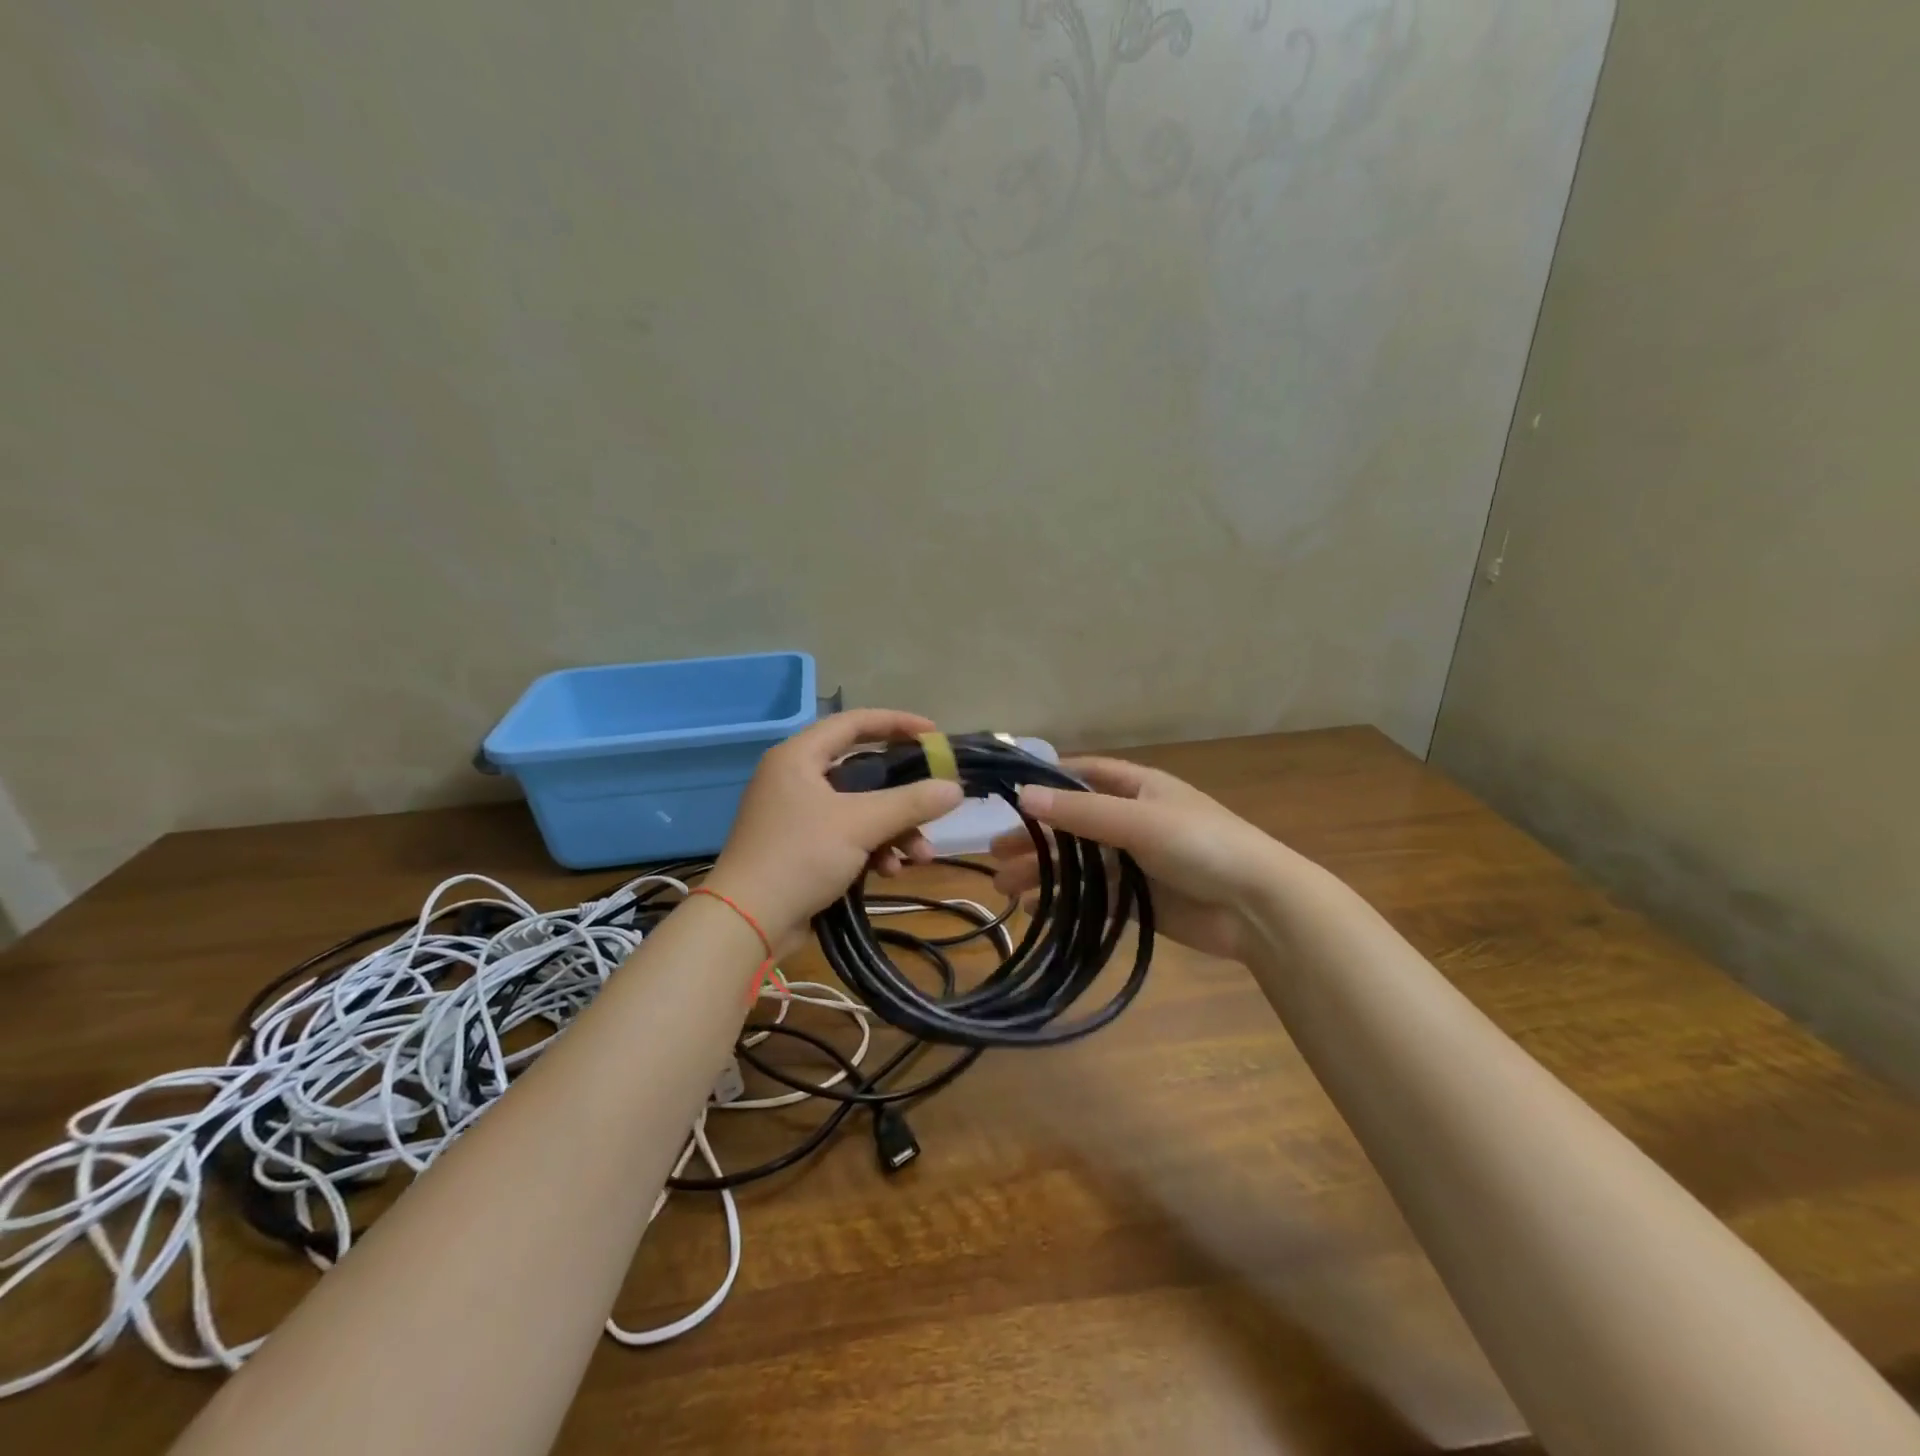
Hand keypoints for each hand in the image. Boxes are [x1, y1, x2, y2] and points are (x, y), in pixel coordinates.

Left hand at [707, 710, 963, 950]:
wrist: (745, 923)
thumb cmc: (800, 857)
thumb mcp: (860, 825)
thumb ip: (910, 803)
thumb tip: (956, 789)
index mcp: (799, 756)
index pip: (854, 723)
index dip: (897, 724)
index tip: (934, 734)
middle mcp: (796, 778)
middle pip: (863, 771)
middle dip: (903, 796)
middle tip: (935, 802)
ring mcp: (796, 814)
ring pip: (859, 809)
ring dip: (894, 830)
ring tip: (920, 856)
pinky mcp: (800, 847)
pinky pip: (847, 835)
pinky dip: (872, 848)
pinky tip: (890, 872)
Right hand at [990, 757, 1294, 962]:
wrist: (1258, 907)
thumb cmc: (1201, 845)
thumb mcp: (1138, 820)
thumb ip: (1080, 811)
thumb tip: (1021, 796)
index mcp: (1140, 788)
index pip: (1085, 774)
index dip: (1048, 780)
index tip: (1008, 793)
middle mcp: (1134, 820)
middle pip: (1074, 823)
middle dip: (1037, 836)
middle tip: (995, 851)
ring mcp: (1137, 862)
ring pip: (1080, 863)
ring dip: (1044, 872)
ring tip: (1004, 887)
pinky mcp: (1140, 900)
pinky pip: (1093, 895)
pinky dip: (1065, 900)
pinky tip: (1036, 907)